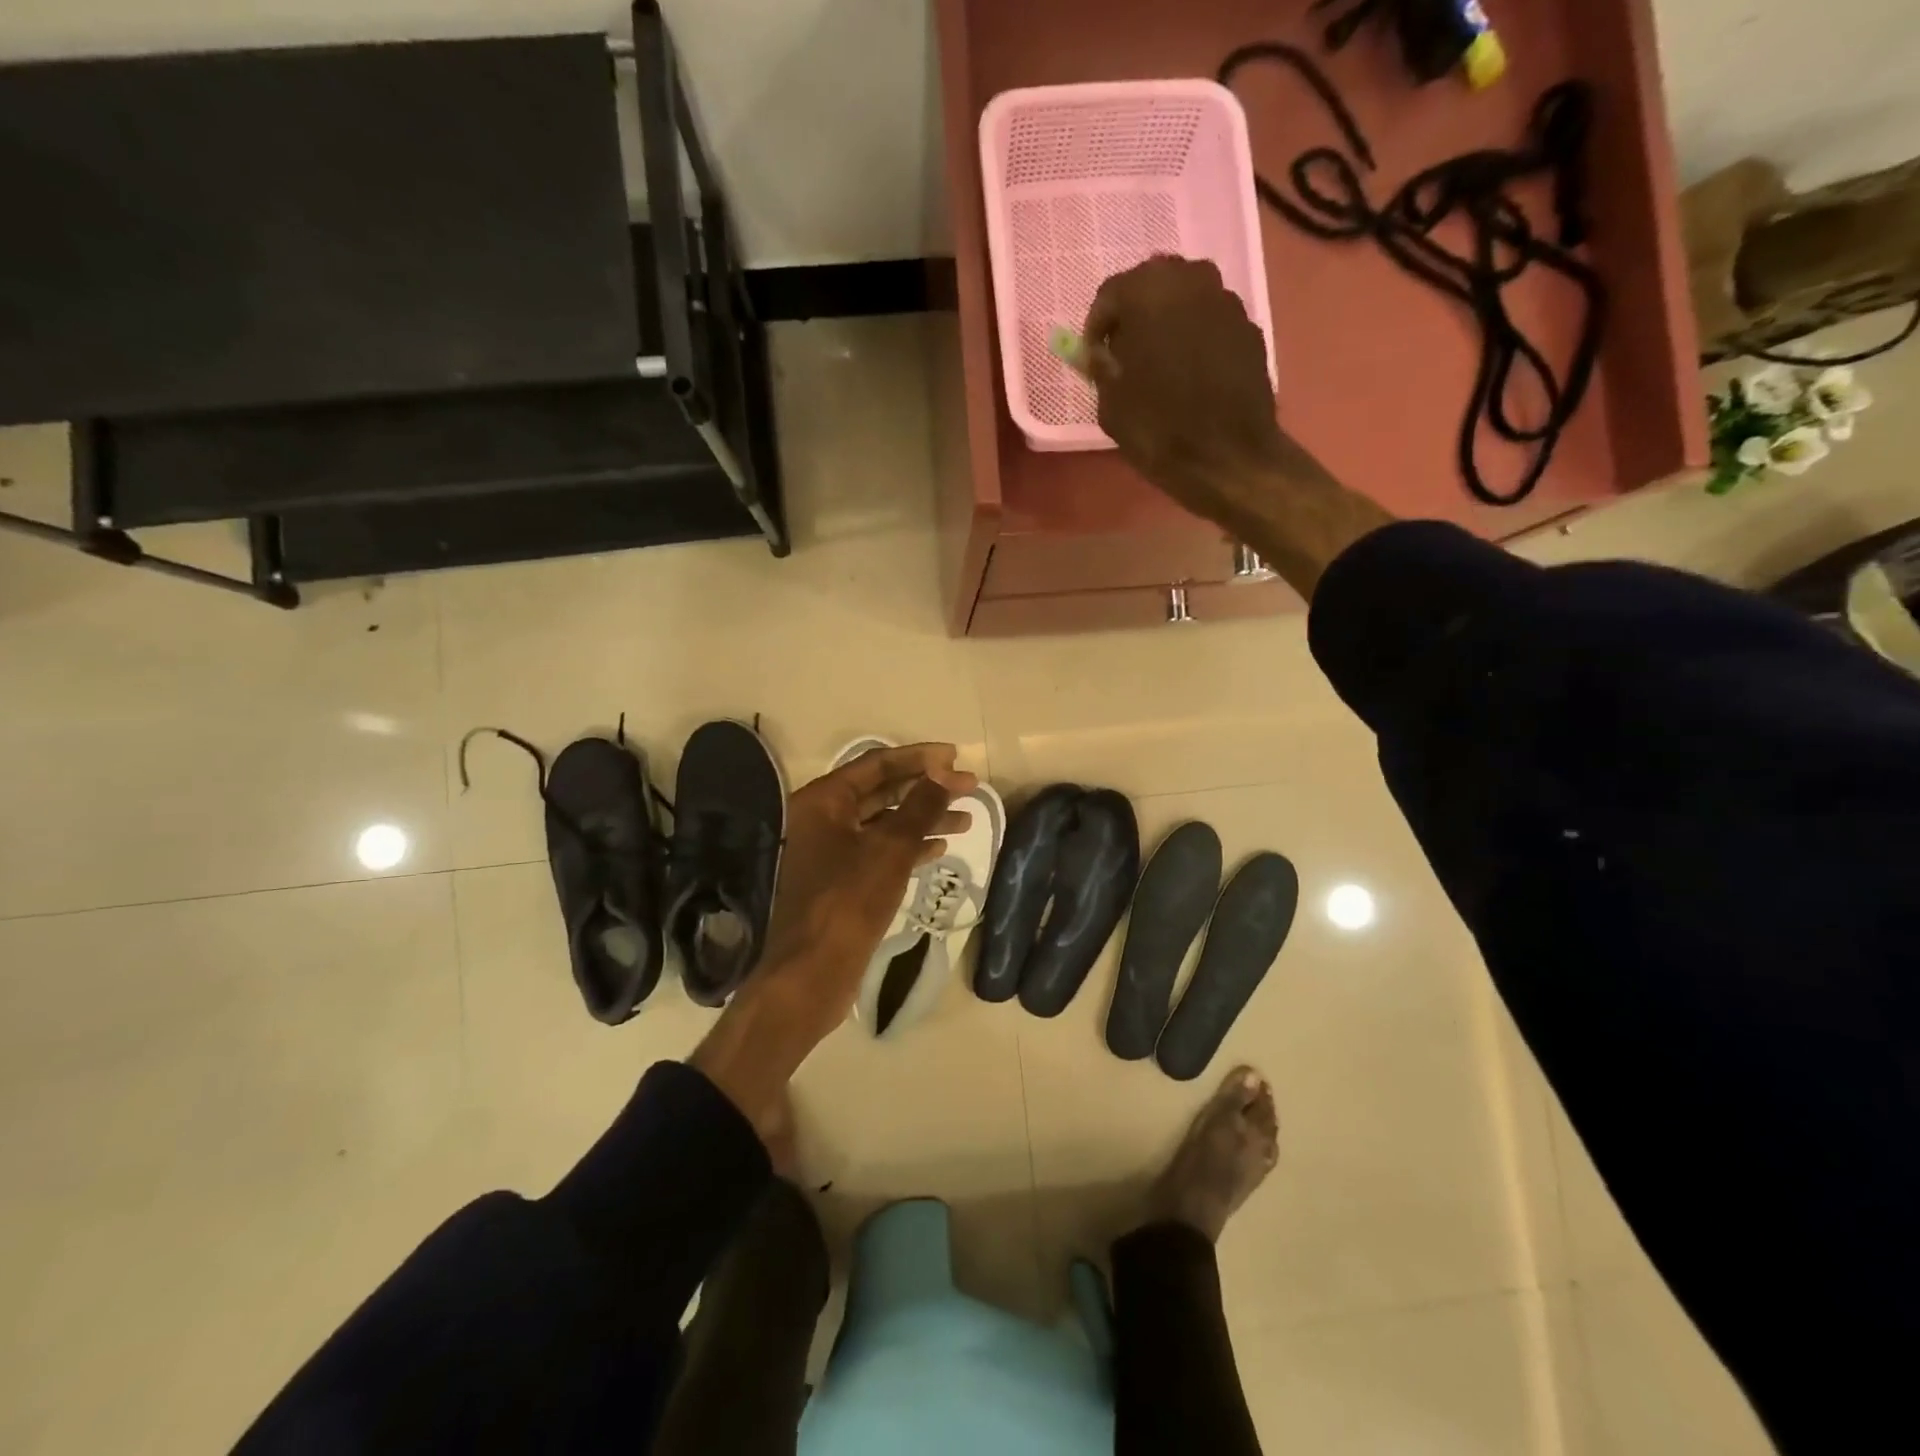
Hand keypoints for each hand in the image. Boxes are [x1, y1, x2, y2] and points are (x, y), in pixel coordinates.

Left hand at [690, 745, 974, 1134]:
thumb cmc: (849, 902)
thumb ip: (920, 806)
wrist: (812, 974)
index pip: (877, 764)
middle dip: (926, 788)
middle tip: (968, 786)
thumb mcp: (891, 848)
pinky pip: (880, 850)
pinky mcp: (842, 880)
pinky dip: (910, 846)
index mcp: (823, 801)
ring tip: (966, 818)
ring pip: (883, 822)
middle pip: (881, 791)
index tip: (955, 756)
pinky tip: (940, 847)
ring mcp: (830, 851)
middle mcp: (822, 819)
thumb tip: (945, 772)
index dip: (919, 758)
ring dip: (923, 818)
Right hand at [1081, 256, 1391, 596]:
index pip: (1111, 293)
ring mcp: (1227, 301)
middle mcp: (1191, 281)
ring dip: (1167, 321)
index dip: (1097, 326)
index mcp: (1149, 293)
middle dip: (1134, 315)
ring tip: (1157, 362)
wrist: (1229, 459)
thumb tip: (1100, 353)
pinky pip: (1211, 321)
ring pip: (1186, 297)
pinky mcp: (1249, 327)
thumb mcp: (1112, 406)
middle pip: (1152, 284)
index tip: (1093, 357)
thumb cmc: (1160, 431)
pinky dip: (1195, 337)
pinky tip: (1190, 373)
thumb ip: (1102, 368)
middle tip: (1124, 353)